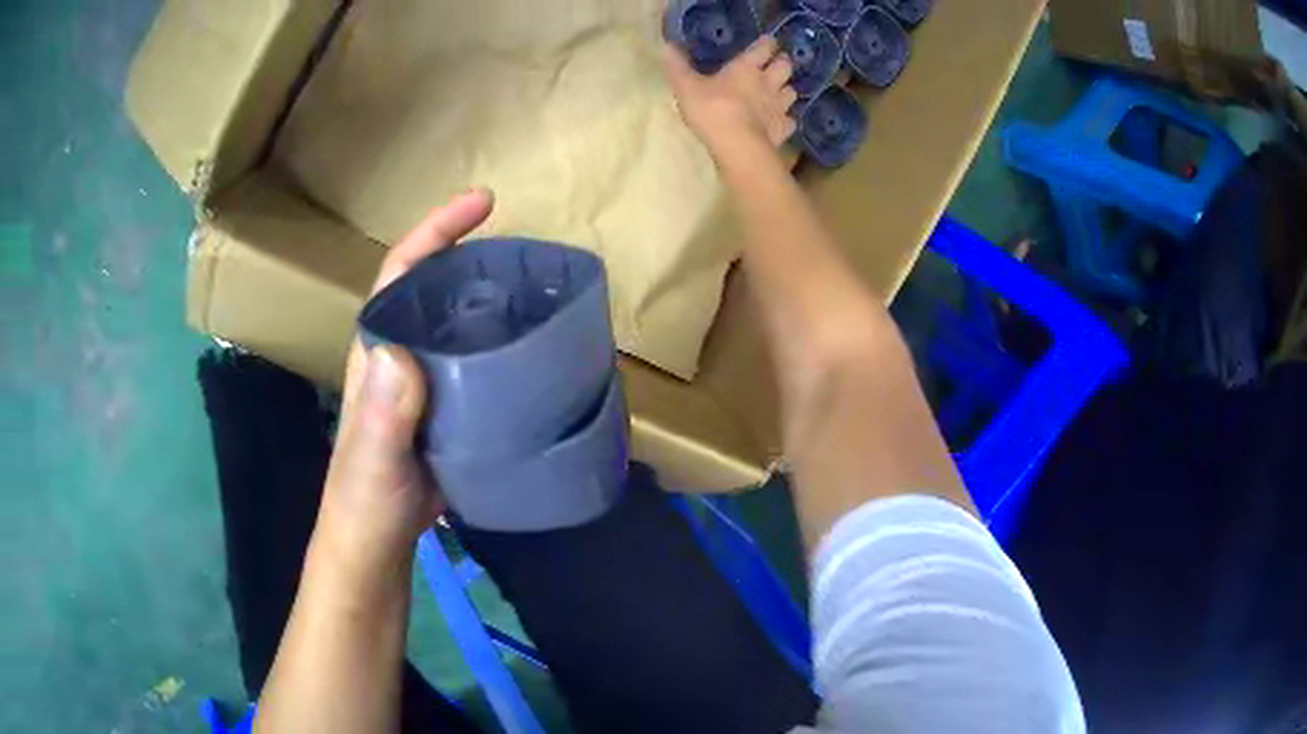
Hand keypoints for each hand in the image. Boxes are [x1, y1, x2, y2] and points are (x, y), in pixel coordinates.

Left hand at [315, 189, 495, 570]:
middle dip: (475, 259)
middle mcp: (401, 354)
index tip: (482, 203)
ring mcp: (426, 382)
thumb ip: (384, 414)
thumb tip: (402, 356)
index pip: (401, 272)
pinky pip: (478, 365)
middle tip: (527, 254)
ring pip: (460, 325)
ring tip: (540, 296)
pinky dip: (502, 350)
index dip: (436, 231)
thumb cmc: (366, 499)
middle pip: (436, 289)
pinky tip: (533, 356)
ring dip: (493, 303)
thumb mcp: (372, 459)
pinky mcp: (448, 410)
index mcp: (378, 349)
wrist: (377, 541)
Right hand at [662, 35, 797, 155]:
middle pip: (785, 66)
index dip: (767, 43)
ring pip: (791, 91)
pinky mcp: (783, 128)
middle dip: (782, 63)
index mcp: (747, 68)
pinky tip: (780, 120)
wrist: (738, 146)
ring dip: (786, 89)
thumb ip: (678, 67)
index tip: (767, 41)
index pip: (764, 48)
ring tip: (779, 91)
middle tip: (776, 64)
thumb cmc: (712, 110)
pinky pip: (791, 120)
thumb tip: (667, 46)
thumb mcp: (687, 87)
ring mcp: (779, 107)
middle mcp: (768, 83)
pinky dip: (787, 118)